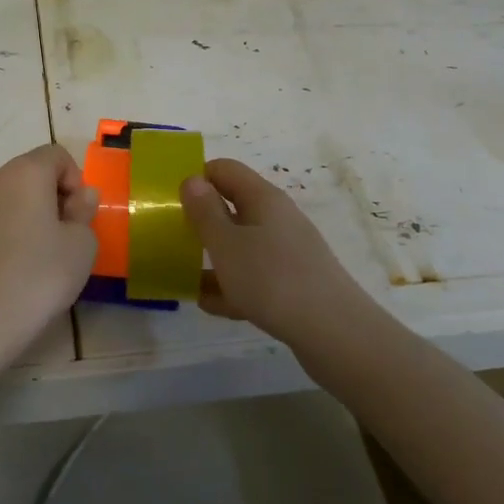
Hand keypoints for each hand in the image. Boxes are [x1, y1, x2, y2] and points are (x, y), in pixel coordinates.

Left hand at [0, 144, 99, 352]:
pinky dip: (2, 228)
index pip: (56, 155)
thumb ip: (84, 211)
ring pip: (6, 195)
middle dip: (51, 196)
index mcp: (25, 172)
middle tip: (62, 237)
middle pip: (29, 173)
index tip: (78, 217)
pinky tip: (8, 264)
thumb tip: (79, 197)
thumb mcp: (82, 244)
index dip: (75, 181)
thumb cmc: (39, 275)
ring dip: (25, 212)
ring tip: (34, 254)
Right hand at [181, 158, 371, 346]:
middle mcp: (277, 219)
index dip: (197, 178)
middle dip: (202, 220)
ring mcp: (287, 253)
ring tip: (182, 273)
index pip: (225, 170)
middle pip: (233, 208)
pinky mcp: (292, 285)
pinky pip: (253, 277)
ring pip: (242, 246)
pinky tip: (208, 304)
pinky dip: (231, 286)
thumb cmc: (272, 279)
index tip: (170, 200)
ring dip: (213, 257)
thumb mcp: (227, 244)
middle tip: (170, 237)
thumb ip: (205, 212)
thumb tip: (193, 180)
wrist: (333, 333)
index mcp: (263, 199)